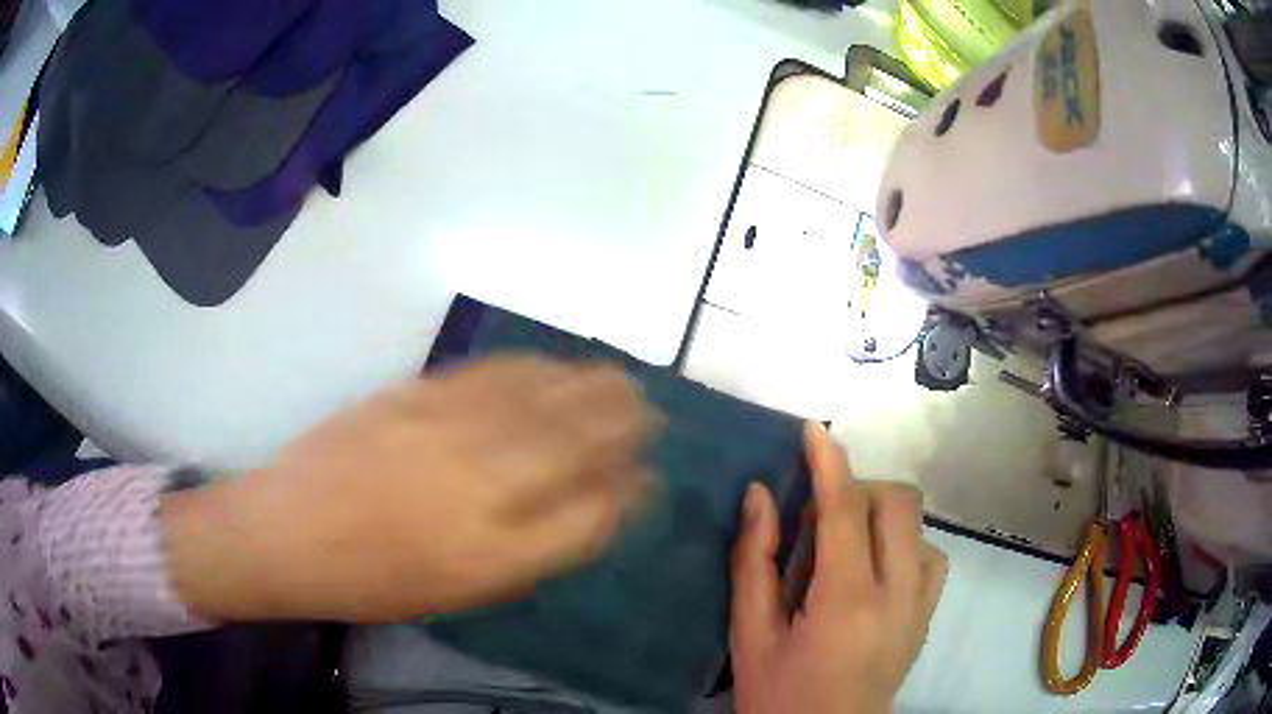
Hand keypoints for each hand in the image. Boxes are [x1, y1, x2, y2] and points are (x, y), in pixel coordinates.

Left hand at [163, 357, 659, 622]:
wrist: (288, 531)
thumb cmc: (373, 581)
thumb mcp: (458, 591)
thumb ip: (526, 552)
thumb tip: (581, 511)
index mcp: (496, 552)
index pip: (591, 513)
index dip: (626, 492)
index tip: (645, 479)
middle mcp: (482, 484)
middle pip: (576, 442)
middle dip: (624, 425)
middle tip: (650, 414)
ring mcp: (447, 428)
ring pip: (542, 398)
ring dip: (591, 387)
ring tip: (622, 380)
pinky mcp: (416, 392)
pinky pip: (492, 373)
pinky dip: (534, 367)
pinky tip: (553, 365)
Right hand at [730, 424, 946, 713]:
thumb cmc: (777, 695)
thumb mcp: (750, 635)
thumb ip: (754, 562)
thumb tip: (760, 497)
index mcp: (846, 601)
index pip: (844, 511)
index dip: (829, 463)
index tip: (815, 430)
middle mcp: (897, 594)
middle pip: (897, 503)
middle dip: (857, 489)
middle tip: (815, 516)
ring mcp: (920, 605)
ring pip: (917, 526)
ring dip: (880, 517)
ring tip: (843, 545)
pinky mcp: (927, 616)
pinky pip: (928, 555)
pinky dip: (901, 544)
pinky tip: (873, 569)